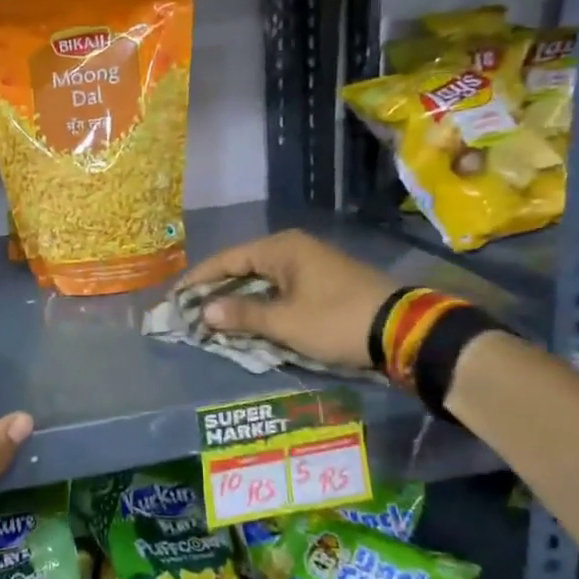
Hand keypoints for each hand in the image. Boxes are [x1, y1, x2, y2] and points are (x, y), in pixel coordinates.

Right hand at [181, 230, 395, 370]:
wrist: (402, 331)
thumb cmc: (336, 321)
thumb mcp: (284, 322)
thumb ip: (242, 314)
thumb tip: (205, 311)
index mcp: (281, 248)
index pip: (226, 259)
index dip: (198, 279)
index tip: (175, 297)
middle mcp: (294, 248)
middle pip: (243, 266)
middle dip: (216, 289)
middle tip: (191, 309)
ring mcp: (311, 264)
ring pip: (262, 278)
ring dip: (239, 297)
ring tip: (214, 317)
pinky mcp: (324, 281)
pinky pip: (280, 287)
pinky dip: (261, 301)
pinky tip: (249, 318)